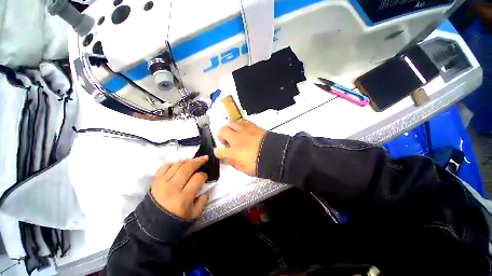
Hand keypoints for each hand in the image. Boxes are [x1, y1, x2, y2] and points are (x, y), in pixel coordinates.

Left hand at [150, 156, 208, 219]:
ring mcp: (162, 183)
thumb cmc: (175, 221)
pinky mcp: (155, 182)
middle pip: (188, 168)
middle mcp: (173, 188)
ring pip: (177, 165)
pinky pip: (165, 167)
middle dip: (198, 161)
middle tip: (205, 158)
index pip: (197, 178)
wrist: (151, 227)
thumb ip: (203, 201)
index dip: (204, 175)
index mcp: (183, 198)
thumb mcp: (194, 215)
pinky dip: (173, 163)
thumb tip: (206, 188)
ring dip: (187, 161)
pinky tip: (179, 164)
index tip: (205, 176)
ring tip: (193, 161)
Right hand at [214, 119, 265, 175]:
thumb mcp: (243, 168)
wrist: (275, 155)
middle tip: (225, 139)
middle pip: (222, 131)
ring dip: (229, 127)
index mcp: (233, 152)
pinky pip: (242, 120)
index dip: (218, 151)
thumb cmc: (259, 164)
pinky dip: (239, 123)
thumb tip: (227, 157)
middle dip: (220, 135)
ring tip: (233, 132)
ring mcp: (244, 131)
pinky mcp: (253, 126)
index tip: (219, 152)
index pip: (219, 150)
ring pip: (231, 123)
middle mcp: (236, 139)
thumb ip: (233, 162)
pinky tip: (242, 128)